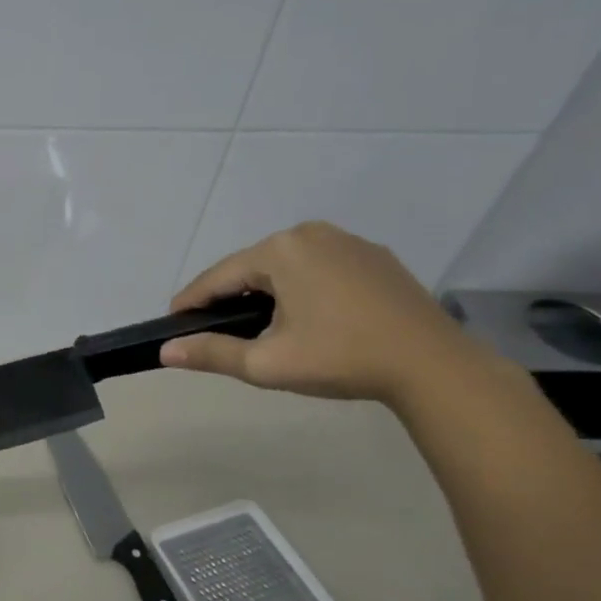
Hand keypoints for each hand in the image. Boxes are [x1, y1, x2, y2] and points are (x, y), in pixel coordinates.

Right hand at [162, 221, 483, 404]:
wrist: (434, 366)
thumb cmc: (341, 359)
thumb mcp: (266, 363)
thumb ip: (212, 353)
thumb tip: (166, 350)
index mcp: (280, 250)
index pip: (218, 276)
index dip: (192, 301)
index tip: (174, 323)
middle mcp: (310, 233)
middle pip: (252, 267)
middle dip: (231, 296)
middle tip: (217, 330)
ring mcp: (348, 241)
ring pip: (287, 265)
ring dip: (267, 292)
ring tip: (260, 327)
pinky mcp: (375, 257)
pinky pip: (320, 267)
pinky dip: (303, 288)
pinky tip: (308, 317)